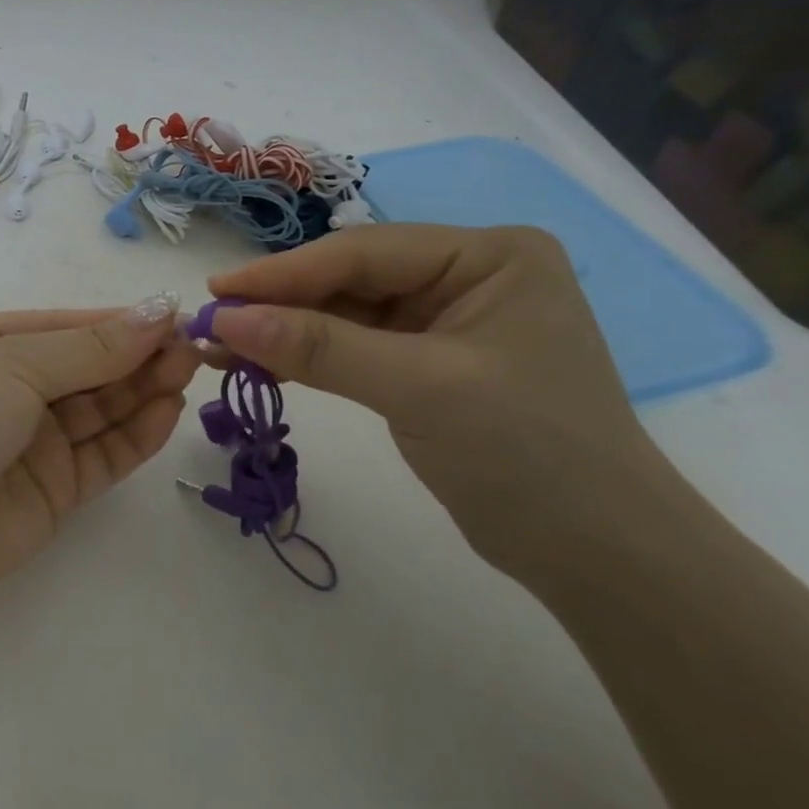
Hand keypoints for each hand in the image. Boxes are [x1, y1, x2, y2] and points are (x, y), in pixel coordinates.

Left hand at [0, 295, 197, 631]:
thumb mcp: (11, 365)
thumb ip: (89, 348)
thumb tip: (156, 310)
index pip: (67, 325)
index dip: (119, 321)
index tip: (174, 315)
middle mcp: (10, 389)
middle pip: (89, 367)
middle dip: (138, 354)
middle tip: (193, 346)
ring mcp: (31, 442)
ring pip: (102, 410)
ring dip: (145, 389)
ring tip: (189, 370)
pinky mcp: (52, 491)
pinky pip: (103, 455)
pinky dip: (136, 434)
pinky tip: (168, 410)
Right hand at [207, 225, 663, 578]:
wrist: (599, 556)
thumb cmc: (528, 453)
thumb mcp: (418, 387)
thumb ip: (318, 347)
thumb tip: (222, 317)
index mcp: (488, 255)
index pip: (364, 252)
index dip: (283, 273)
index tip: (215, 292)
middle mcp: (468, 275)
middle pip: (350, 279)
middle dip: (279, 304)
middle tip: (209, 323)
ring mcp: (446, 321)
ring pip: (344, 314)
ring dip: (284, 332)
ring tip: (218, 347)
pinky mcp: (428, 364)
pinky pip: (353, 348)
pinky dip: (307, 358)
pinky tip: (259, 365)